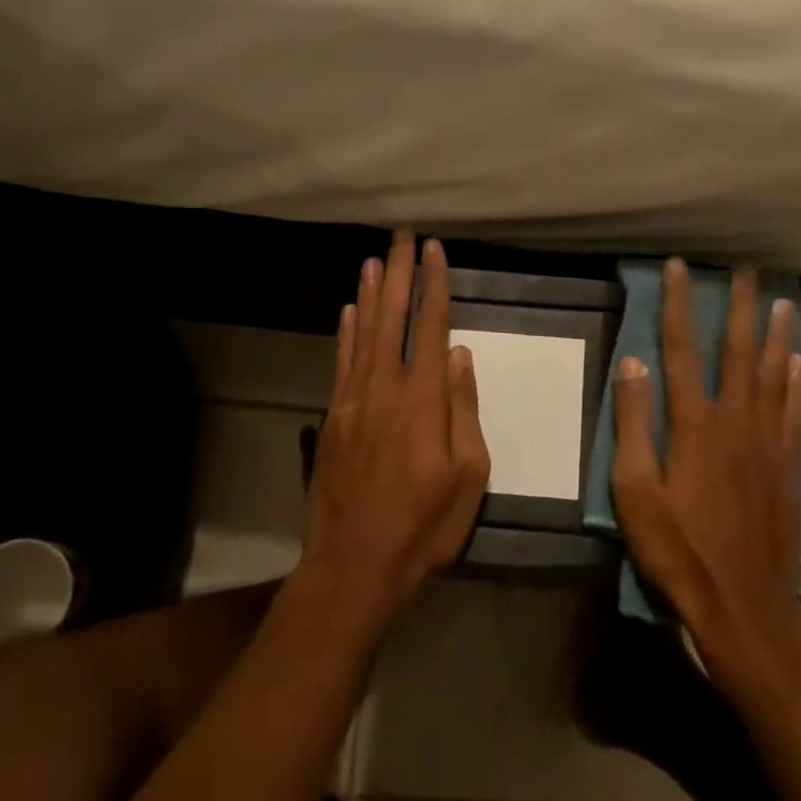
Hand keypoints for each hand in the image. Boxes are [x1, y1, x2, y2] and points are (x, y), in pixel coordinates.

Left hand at [301, 232, 490, 631]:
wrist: (355, 564)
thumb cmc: (424, 525)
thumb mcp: (467, 475)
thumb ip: (462, 409)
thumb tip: (458, 355)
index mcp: (423, 399)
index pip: (431, 326)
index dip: (434, 284)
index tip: (435, 250)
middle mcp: (384, 388)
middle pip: (393, 317)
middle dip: (398, 273)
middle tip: (402, 236)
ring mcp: (352, 401)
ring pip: (363, 333)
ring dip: (369, 293)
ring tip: (373, 259)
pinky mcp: (332, 418)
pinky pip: (341, 363)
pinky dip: (346, 332)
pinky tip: (349, 311)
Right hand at [611, 259, 800, 667]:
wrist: (744, 605)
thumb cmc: (678, 549)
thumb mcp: (635, 490)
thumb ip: (633, 424)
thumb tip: (633, 363)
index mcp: (694, 425)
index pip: (681, 349)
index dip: (677, 304)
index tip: (678, 267)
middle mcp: (736, 421)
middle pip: (737, 351)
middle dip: (739, 306)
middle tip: (746, 269)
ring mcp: (768, 443)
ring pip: (773, 374)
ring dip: (775, 334)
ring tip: (781, 301)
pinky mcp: (788, 467)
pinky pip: (795, 412)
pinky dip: (797, 382)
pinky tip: (798, 362)